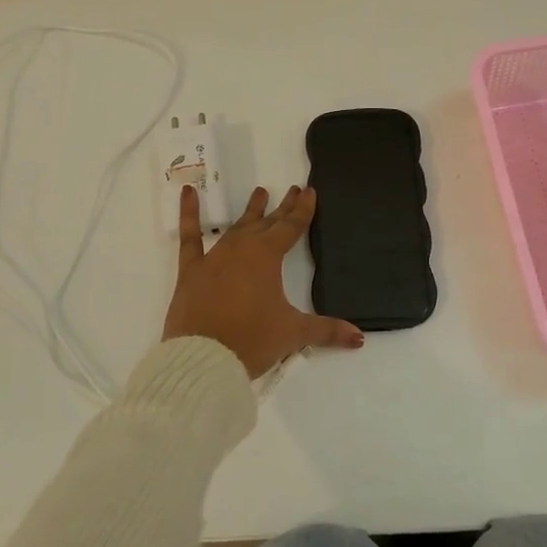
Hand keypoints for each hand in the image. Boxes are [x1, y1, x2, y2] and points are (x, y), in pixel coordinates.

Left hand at [163, 184, 364, 378]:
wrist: (203, 357)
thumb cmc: (252, 340)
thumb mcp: (293, 334)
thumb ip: (326, 331)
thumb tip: (359, 338)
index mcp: (267, 257)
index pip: (291, 228)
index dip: (302, 210)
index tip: (309, 191)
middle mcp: (241, 249)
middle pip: (267, 224)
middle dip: (282, 208)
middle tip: (292, 190)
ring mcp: (214, 257)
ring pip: (236, 227)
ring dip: (250, 212)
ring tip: (260, 193)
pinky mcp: (191, 270)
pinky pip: (189, 237)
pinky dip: (188, 214)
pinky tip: (187, 192)